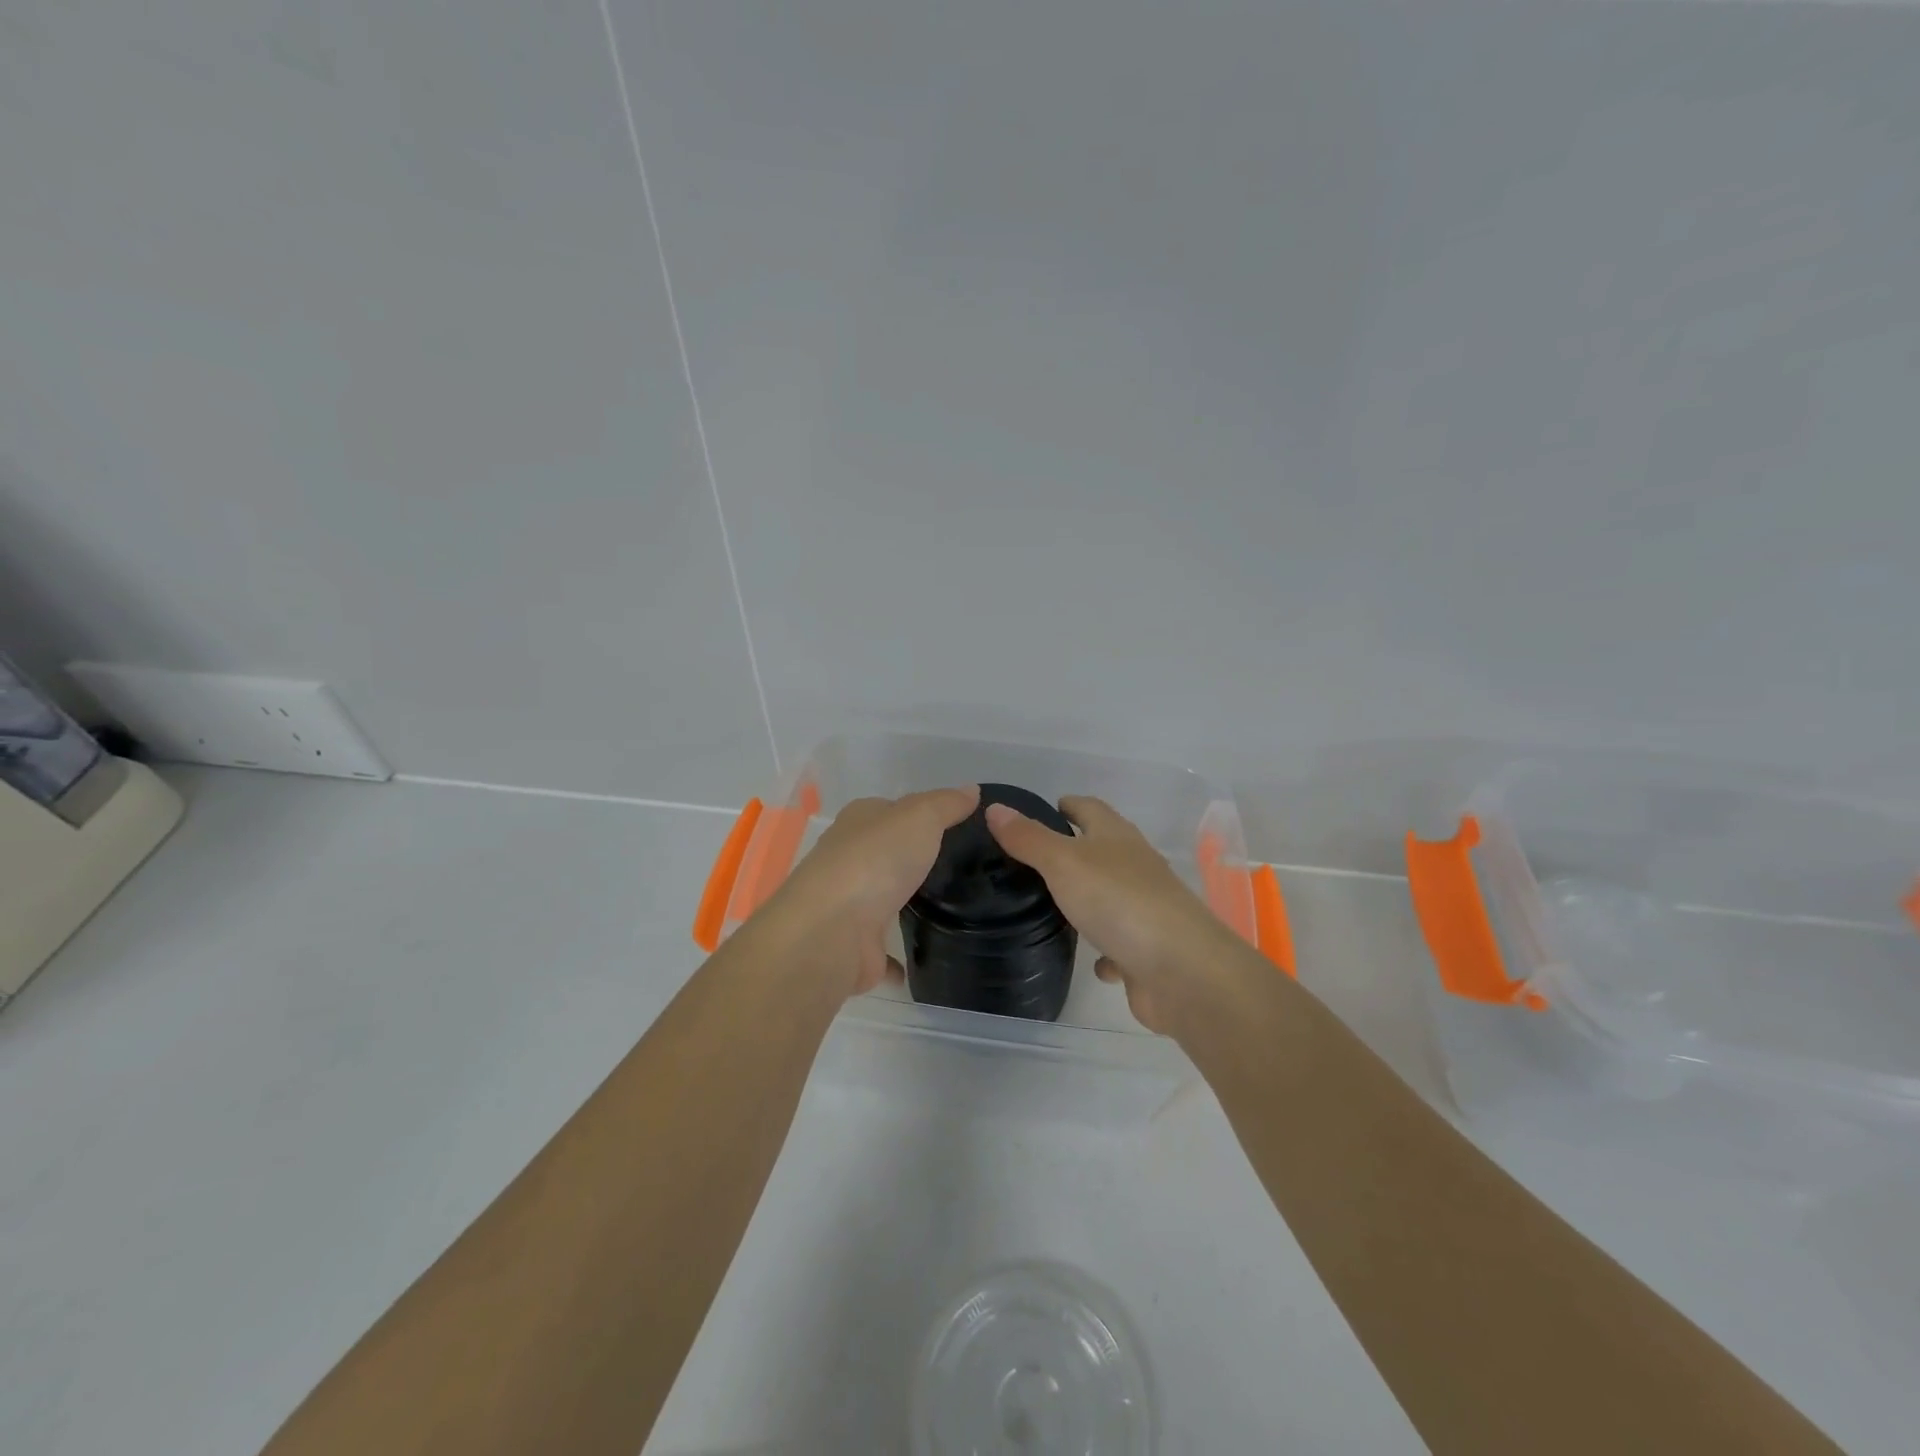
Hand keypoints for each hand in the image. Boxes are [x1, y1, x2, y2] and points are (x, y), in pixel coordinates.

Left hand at [756, 786, 979, 998]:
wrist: (833, 930)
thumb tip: (971, 789)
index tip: (956, 826)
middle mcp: (849, 860)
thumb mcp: (920, 817)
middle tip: (962, 868)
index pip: (891, 810)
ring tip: (953, 909)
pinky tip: (928, 958)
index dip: (920, 814)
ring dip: (906, 904)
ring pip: (883, 901)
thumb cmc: (876, 859)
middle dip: (914, 860)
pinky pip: (885, 952)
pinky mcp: (856, 948)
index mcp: (859, 822)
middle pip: (886, 855)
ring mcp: (849, 906)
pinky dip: (901, 957)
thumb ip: (946, 805)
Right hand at [985, 795, 1243, 1033]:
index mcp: (1117, 838)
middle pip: (1103, 850)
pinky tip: (1090, 961)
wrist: (1181, 971)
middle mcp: (1136, 867)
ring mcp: (1145, 910)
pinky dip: (1106, 950)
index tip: (1044, 808)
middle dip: (1074, 851)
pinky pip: (1121, 945)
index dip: (1067, 805)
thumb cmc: (1119, 902)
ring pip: (1112, 897)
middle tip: (1032, 859)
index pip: (1090, 808)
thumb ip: (1029, 839)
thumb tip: (995, 808)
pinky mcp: (1148, 952)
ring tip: (1051, 905)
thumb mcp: (1063, 863)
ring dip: (1089, 899)